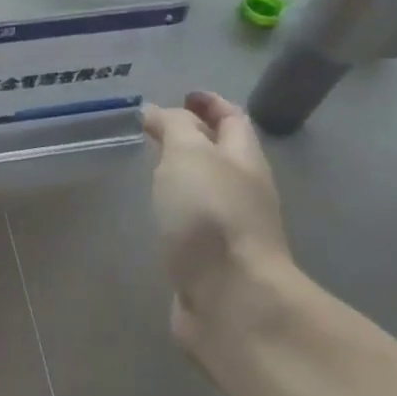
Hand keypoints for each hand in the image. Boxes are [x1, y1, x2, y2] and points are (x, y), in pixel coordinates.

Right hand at [143, 91, 295, 351]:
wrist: (231, 301)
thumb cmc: (210, 217)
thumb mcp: (188, 156)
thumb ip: (174, 128)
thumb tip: (159, 111)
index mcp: (244, 160)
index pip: (233, 119)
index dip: (210, 103)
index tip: (184, 94)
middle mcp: (244, 191)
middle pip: (224, 154)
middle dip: (196, 137)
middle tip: (158, 128)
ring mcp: (231, 230)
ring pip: (208, 190)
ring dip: (185, 174)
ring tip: (152, 166)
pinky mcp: (212, 262)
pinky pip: (194, 223)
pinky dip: (177, 209)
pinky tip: (157, 213)